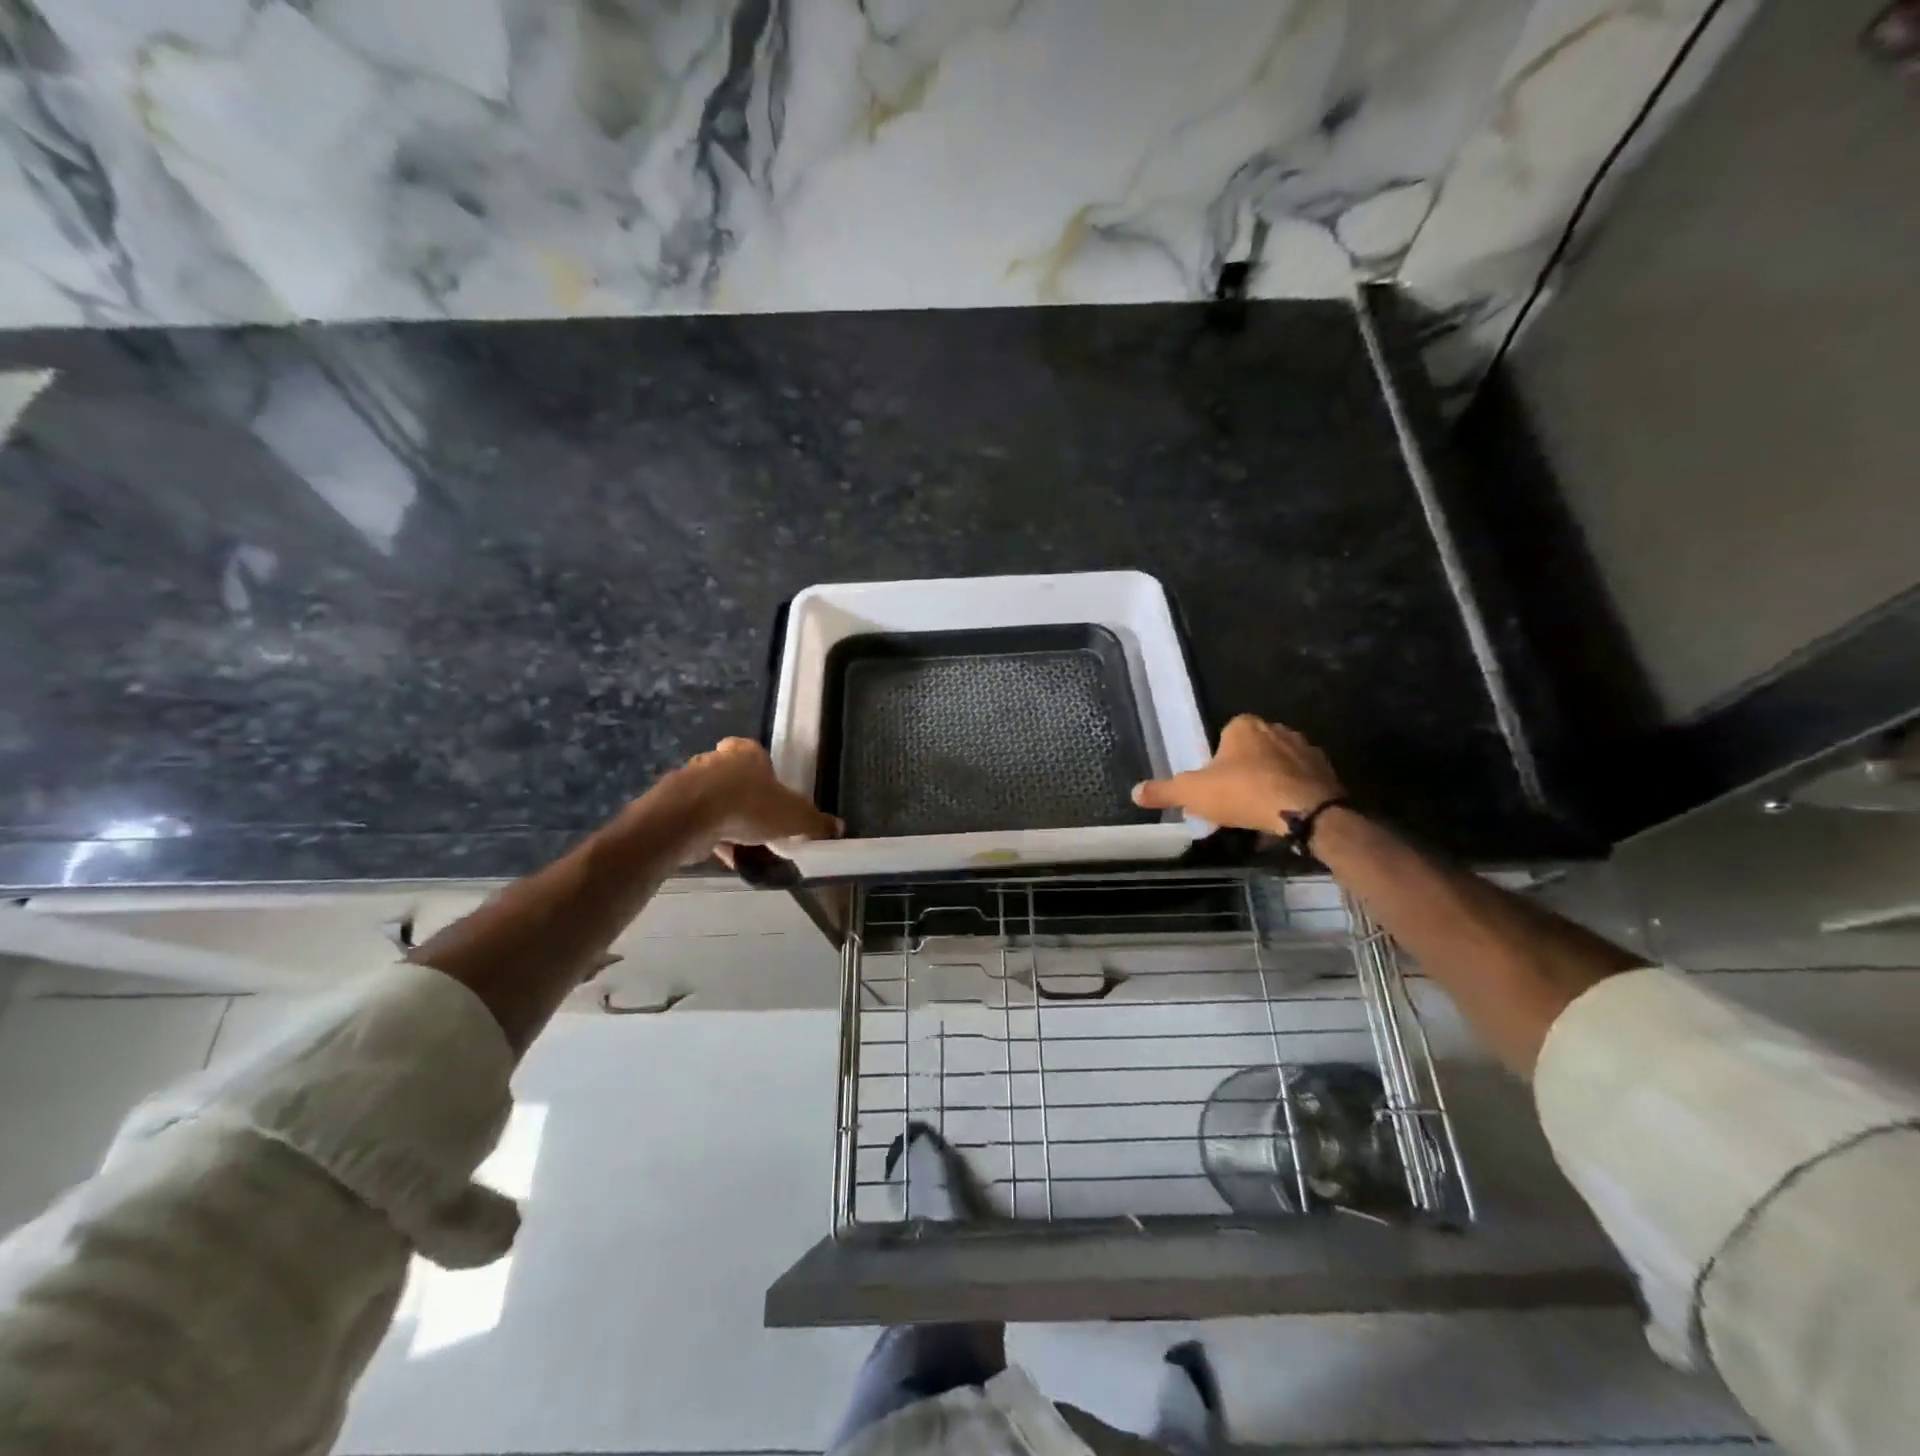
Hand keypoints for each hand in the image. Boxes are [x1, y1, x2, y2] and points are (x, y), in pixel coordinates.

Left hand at [669, 737, 840, 862]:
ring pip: (711, 797)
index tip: (767, 788)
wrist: (690, 818)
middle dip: (741, 794)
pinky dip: (706, 833)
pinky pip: (695, 820)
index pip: (751, 749)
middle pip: (730, 774)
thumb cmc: (749, 807)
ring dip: (722, 816)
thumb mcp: (794, 818)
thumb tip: (838, 827)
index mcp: (747, 753)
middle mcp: (716, 760)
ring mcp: (689, 781)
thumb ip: (815, 822)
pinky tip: (719, 853)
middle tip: (757, 820)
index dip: (760, 768)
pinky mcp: (671, 805)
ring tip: (739, 843)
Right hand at [1132, 715, 1343, 830]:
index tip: (1212, 786)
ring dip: (1267, 783)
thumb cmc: (1244, 793)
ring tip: (1257, 814)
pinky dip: (1290, 795)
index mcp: (1244, 726)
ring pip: (1277, 766)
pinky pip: (1300, 781)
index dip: (1216, 762)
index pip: (1224, 736)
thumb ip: (1164, 791)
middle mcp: (1276, 728)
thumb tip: (1134, 792)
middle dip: (1242, 772)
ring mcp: (1305, 748)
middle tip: (1232, 802)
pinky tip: (1282, 817)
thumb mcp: (1193, 793)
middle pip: (1251, 751)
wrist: (1307, 812)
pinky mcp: (1326, 771)